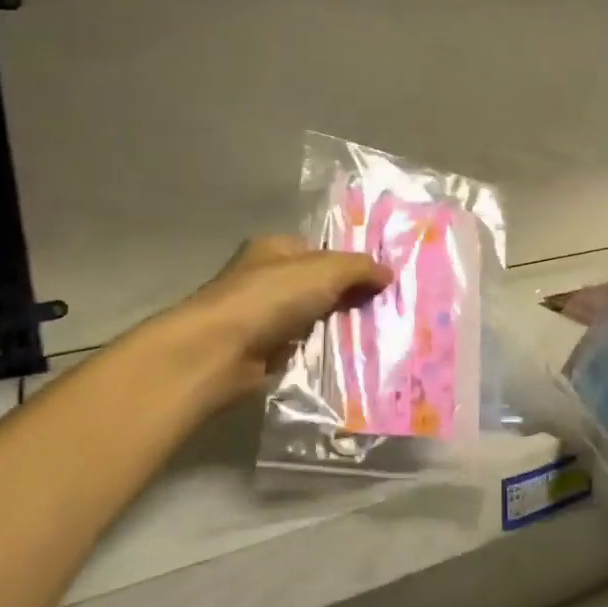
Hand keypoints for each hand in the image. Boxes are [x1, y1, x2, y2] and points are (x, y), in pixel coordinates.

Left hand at [161, 237, 391, 401]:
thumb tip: (389, 273)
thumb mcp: (325, 270)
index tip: (384, 280)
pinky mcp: (263, 351)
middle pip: (320, 285)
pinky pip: (305, 347)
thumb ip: (360, 268)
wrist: (218, 354)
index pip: (321, 250)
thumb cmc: (269, 298)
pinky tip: (351, 358)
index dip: (352, 263)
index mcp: (276, 248)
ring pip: (315, 318)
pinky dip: (324, 352)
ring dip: (339, 328)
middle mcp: (267, 278)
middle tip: (388, 310)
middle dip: (350, 297)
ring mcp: (263, 316)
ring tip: (379, 336)